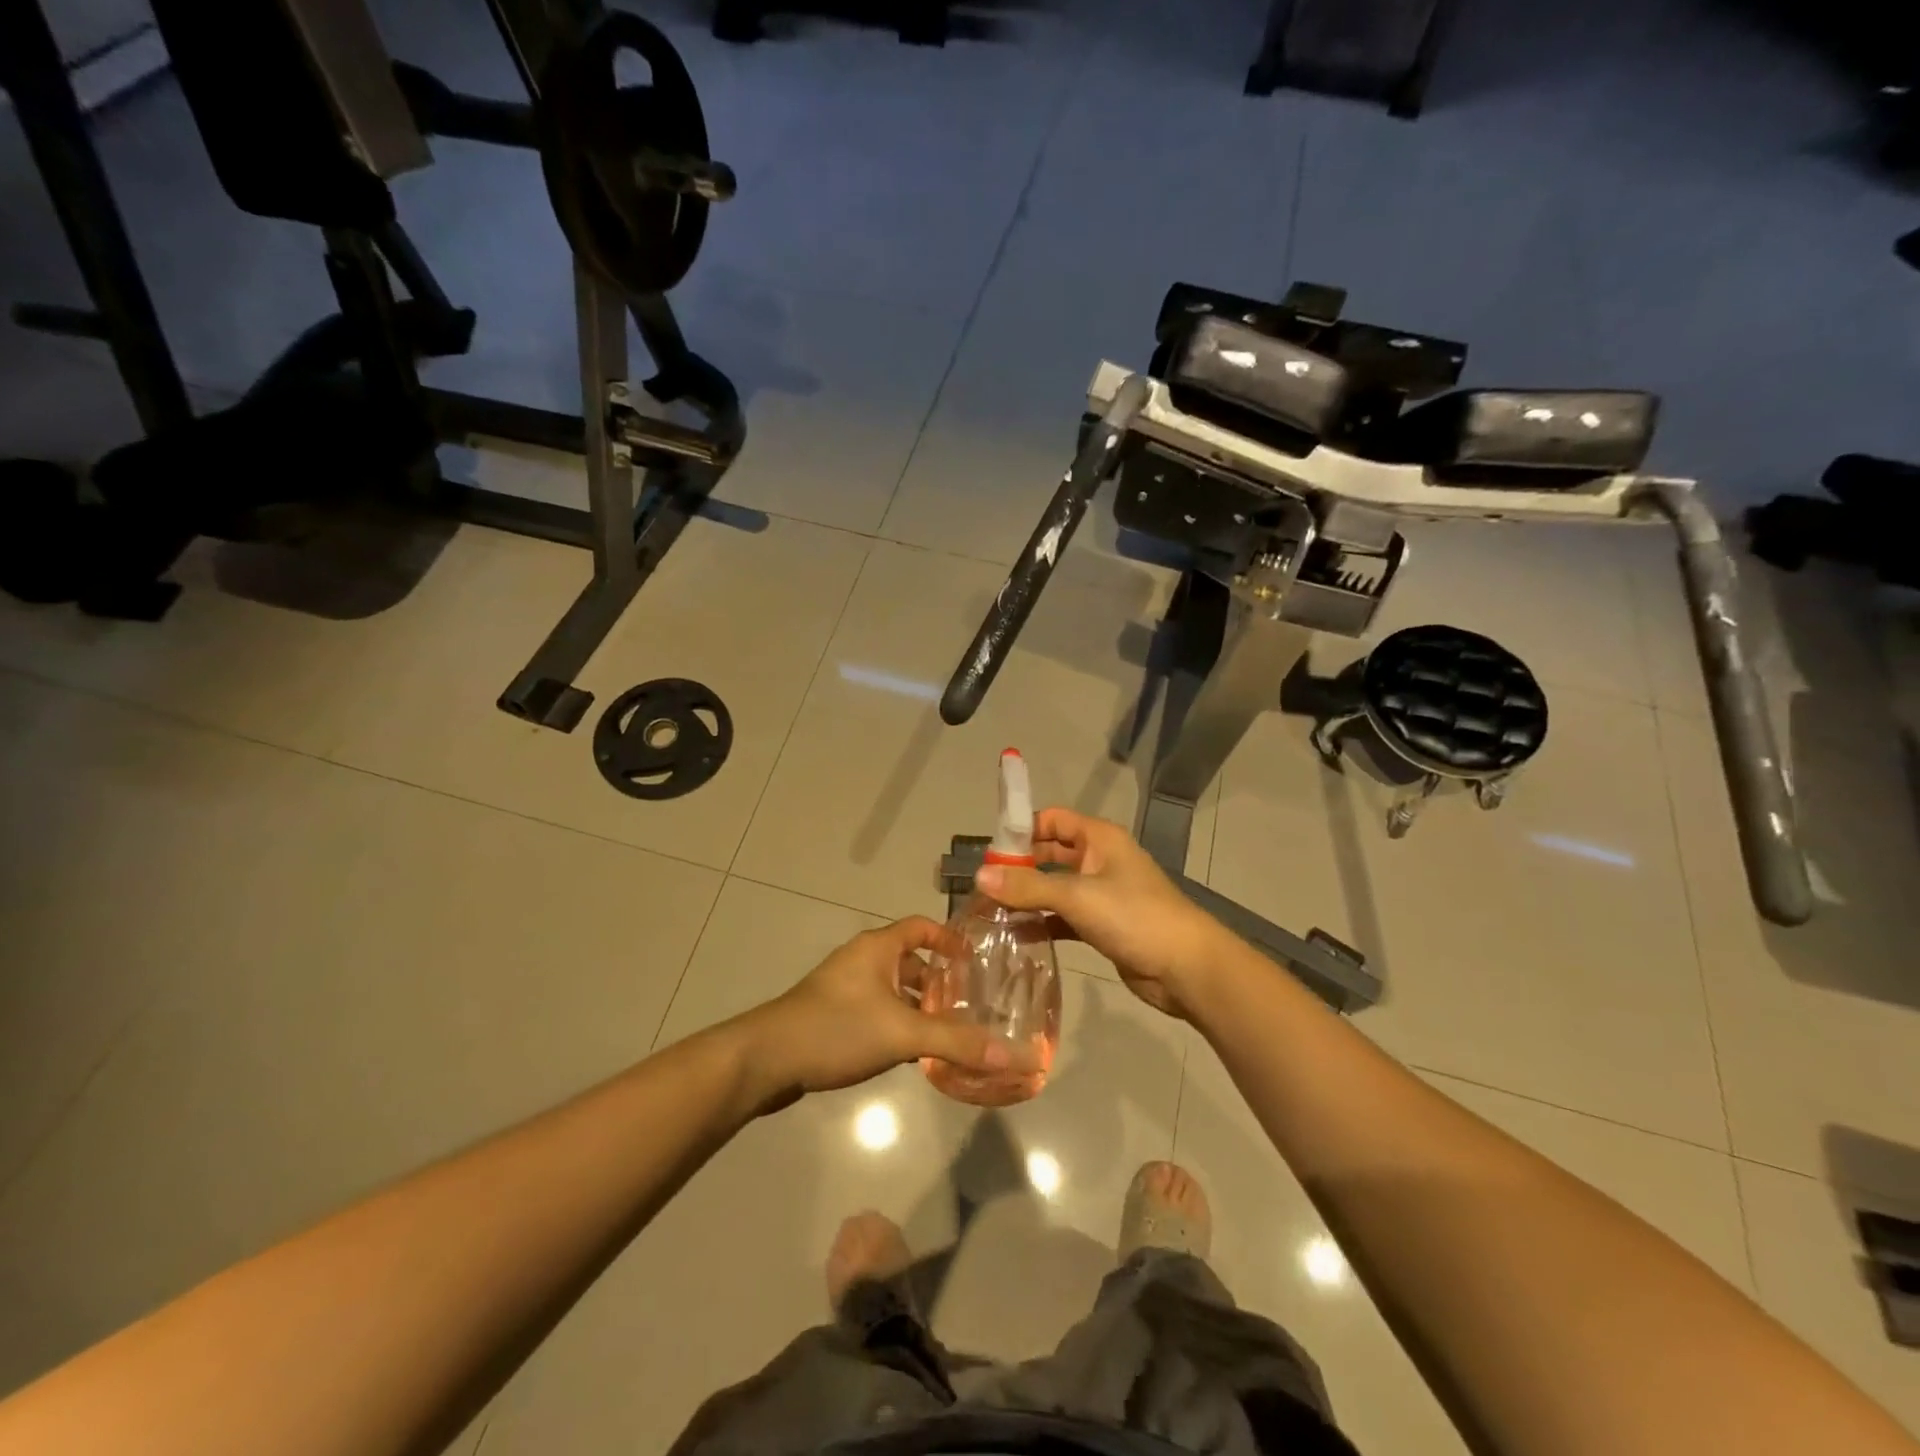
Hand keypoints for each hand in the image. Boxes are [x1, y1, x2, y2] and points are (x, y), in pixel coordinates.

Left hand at [736, 918, 1039, 1109]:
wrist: (766, 1059)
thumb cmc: (837, 1028)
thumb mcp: (901, 1032)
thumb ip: (956, 1042)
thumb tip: (1014, 1055)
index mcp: (878, 947)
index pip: (922, 927)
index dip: (950, 939)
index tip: (978, 961)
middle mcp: (863, 960)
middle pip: (911, 961)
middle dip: (941, 982)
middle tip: (974, 1004)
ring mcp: (845, 988)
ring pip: (894, 990)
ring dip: (920, 1007)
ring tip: (952, 1033)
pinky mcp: (834, 1016)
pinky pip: (878, 1012)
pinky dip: (899, 1024)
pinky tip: (914, 1054)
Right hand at [975, 808, 1227, 1019]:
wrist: (1187, 969)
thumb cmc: (1135, 917)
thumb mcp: (1078, 897)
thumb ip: (1028, 886)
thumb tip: (979, 877)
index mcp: (1099, 839)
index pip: (1052, 819)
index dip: (1021, 829)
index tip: (988, 852)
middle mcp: (1099, 860)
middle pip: (1049, 853)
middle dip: (1018, 867)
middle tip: (982, 886)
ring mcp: (1101, 894)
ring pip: (1054, 888)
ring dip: (1027, 898)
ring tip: (989, 912)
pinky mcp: (1102, 926)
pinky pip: (1062, 917)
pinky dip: (1041, 924)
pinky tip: (1015, 936)